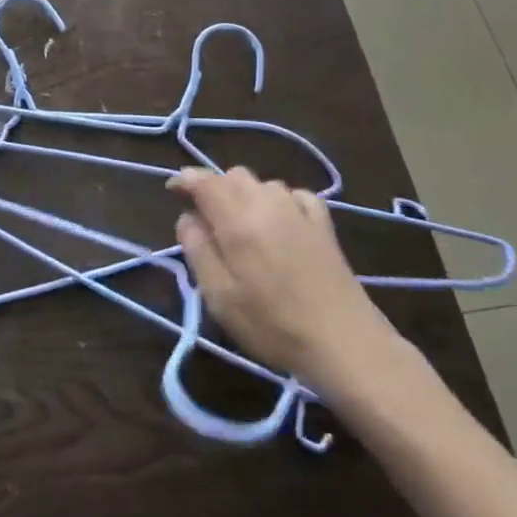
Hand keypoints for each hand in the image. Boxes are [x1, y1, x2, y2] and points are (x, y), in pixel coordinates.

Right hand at [170, 166, 404, 392]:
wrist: (344, 341)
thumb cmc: (273, 324)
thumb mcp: (220, 297)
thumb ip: (198, 250)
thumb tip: (187, 218)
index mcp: (237, 219)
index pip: (204, 181)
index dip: (185, 180)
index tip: (173, 192)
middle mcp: (266, 202)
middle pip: (233, 175)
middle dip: (215, 188)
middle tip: (208, 220)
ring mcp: (298, 208)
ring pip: (262, 183)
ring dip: (246, 195)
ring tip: (244, 227)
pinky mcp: (323, 221)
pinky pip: (293, 195)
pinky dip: (279, 201)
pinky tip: (281, 224)